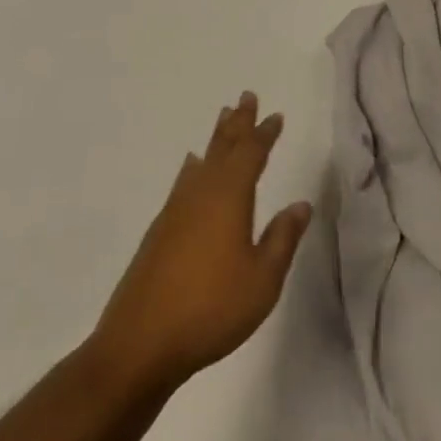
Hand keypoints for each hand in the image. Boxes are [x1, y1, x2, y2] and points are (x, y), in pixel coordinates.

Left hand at [92, 93, 311, 394]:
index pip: (251, 154)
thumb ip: (282, 239)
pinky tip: (191, 168)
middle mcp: (201, 194)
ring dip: (216, 139)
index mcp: (229, 198)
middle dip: (238, 123)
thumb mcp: (262, 281)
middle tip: (246, 96)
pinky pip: (183, 182)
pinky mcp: (159, 231)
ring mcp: (175, 211)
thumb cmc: (211, 310)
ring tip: (223, 118)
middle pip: (223, 148)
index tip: (275, 115)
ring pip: (202, 162)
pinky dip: (193, 167)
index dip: (264, 134)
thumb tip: (300, 204)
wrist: (140, 344)